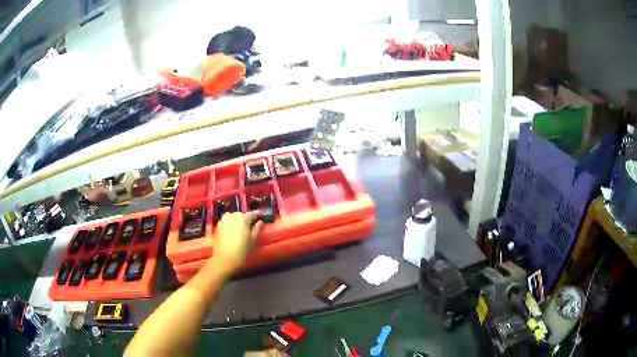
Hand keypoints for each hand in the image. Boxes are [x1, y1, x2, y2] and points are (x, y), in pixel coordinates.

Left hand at [212, 211, 263, 273]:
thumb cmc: (242, 250)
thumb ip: (257, 228)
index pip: (253, 213)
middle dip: (247, 219)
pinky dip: (231, 225)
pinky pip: (227, 222)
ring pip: (233, 218)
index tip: (262, 217)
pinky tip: (233, 233)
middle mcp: (232, 215)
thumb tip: (260, 221)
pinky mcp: (217, 226)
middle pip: (242, 215)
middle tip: (251, 226)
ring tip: (242, 230)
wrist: (224, 260)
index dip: (258, 215)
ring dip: (238, 222)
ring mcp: (223, 220)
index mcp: (242, 217)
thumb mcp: (253, 240)